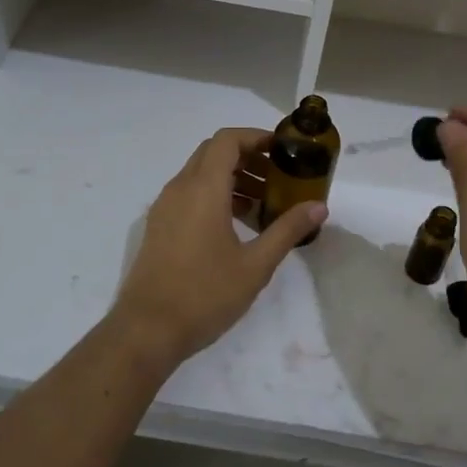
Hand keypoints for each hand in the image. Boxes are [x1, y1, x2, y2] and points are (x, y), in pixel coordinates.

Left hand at [111, 128, 326, 367]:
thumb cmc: (205, 294)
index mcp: (203, 189)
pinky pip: (189, 193)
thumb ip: (287, 230)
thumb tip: (319, 206)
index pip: (227, 140)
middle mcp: (180, 188)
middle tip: (277, 178)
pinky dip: (214, 194)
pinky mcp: (159, 225)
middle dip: (247, 156)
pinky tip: (236, 225)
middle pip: (213, 152)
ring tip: (262, 204)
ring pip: (200, 173)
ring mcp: (165, 207)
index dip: (256, 137)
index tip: (283, 150)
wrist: (147, 330)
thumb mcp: (255, 265)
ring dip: (231, 177)